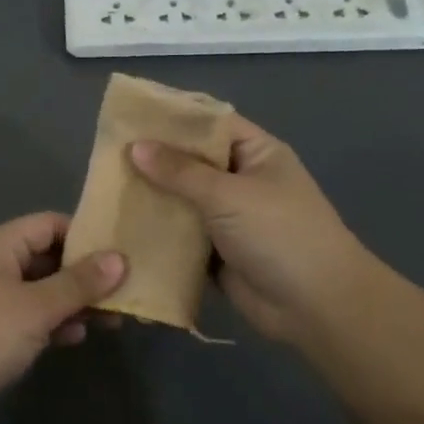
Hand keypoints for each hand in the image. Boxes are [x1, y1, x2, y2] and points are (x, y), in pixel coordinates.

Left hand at [0, 213, 126, 423]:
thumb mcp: (35, 308)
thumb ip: (78, 283)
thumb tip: (120, 258)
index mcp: (1, 244)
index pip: (51, 224)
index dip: (86, 236)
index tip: (124, 255)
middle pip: (49, 256)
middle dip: (86, 274)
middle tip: (126, 295)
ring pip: (43, 289)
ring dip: (74, 301)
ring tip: (111, 321)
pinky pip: (31, 315)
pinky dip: (54, 322)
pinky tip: (76, 338)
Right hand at [130, 116, 377, 344]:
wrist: (317, 307)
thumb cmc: (279, 234)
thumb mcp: (228, 194)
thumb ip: (179, 171)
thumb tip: (135, 147)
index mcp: (256, 153)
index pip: (210, 123)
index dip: (174, 118)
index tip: (131, 115)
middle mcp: (241, 180)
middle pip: (192, 162)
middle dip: (155, 159)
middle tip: (107, 152)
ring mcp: (229, 218)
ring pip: (183, 199)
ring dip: (153, 196)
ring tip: (106, 187)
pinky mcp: (217, 252)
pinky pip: (182, 235)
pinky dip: (159, 232)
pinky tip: (123, 226)